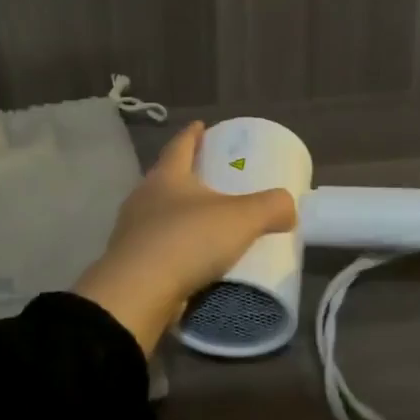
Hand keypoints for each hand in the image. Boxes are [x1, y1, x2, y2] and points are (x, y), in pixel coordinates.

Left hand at [74, 121, 297, 354]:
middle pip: (166, 178)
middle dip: (187, 174)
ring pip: (159, 214)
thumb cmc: (188, 240)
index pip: (180, 145)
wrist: (137, 294)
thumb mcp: (242, 218)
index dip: (192, 134)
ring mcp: (131, 232)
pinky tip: (191, 258)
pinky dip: (175, 247)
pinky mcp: (130, 264)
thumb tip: (289, 207)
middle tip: (210, 175)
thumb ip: (271, 207)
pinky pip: (157, 247)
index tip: (201, 125)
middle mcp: (143, 198)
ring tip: (204, 219)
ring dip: (179, 214)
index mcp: (166, 177)